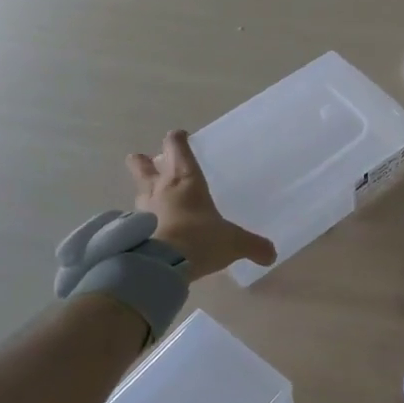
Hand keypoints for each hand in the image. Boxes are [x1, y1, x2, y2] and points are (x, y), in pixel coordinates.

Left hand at [128, 131, 276, 281]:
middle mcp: (161, 188)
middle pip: (142, 164)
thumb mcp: (233, 243)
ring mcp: (143, 208)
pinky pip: (134, 217)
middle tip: (149, 160)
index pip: (177, 148)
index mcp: (186, 180)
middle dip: (144, 160)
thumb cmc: (199, 239)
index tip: (181, 137)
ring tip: (151, 194)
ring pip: (138, 189)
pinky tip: (148, 227)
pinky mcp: (131, 230)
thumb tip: (272, 254)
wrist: (160, 265)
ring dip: (143, 188)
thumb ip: (253, 246)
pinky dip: (140, 219)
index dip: (178, 139)